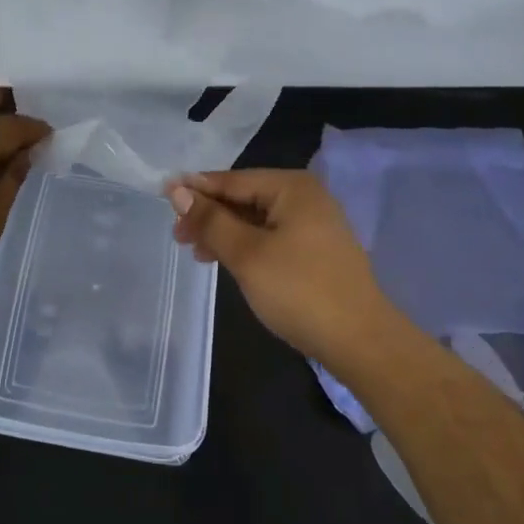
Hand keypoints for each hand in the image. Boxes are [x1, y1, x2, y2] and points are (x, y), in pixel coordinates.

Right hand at [167, 170, 389, 366]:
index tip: (161, 196)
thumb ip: (211, 220)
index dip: (195, 189)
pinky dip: (245, 245)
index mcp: (292, 187)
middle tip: (178, 237)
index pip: (232, 180)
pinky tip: (226, 261)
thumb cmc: (300, 291)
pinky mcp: (316, 250)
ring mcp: (314, 223)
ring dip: (224, 232)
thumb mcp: (247, 254)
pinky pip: (271, 236)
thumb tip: (178, 191)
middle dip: (209, 215)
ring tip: (197, 252)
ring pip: (256, 219)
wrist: (361, 342)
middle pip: (244, 197)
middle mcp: (305, 196)